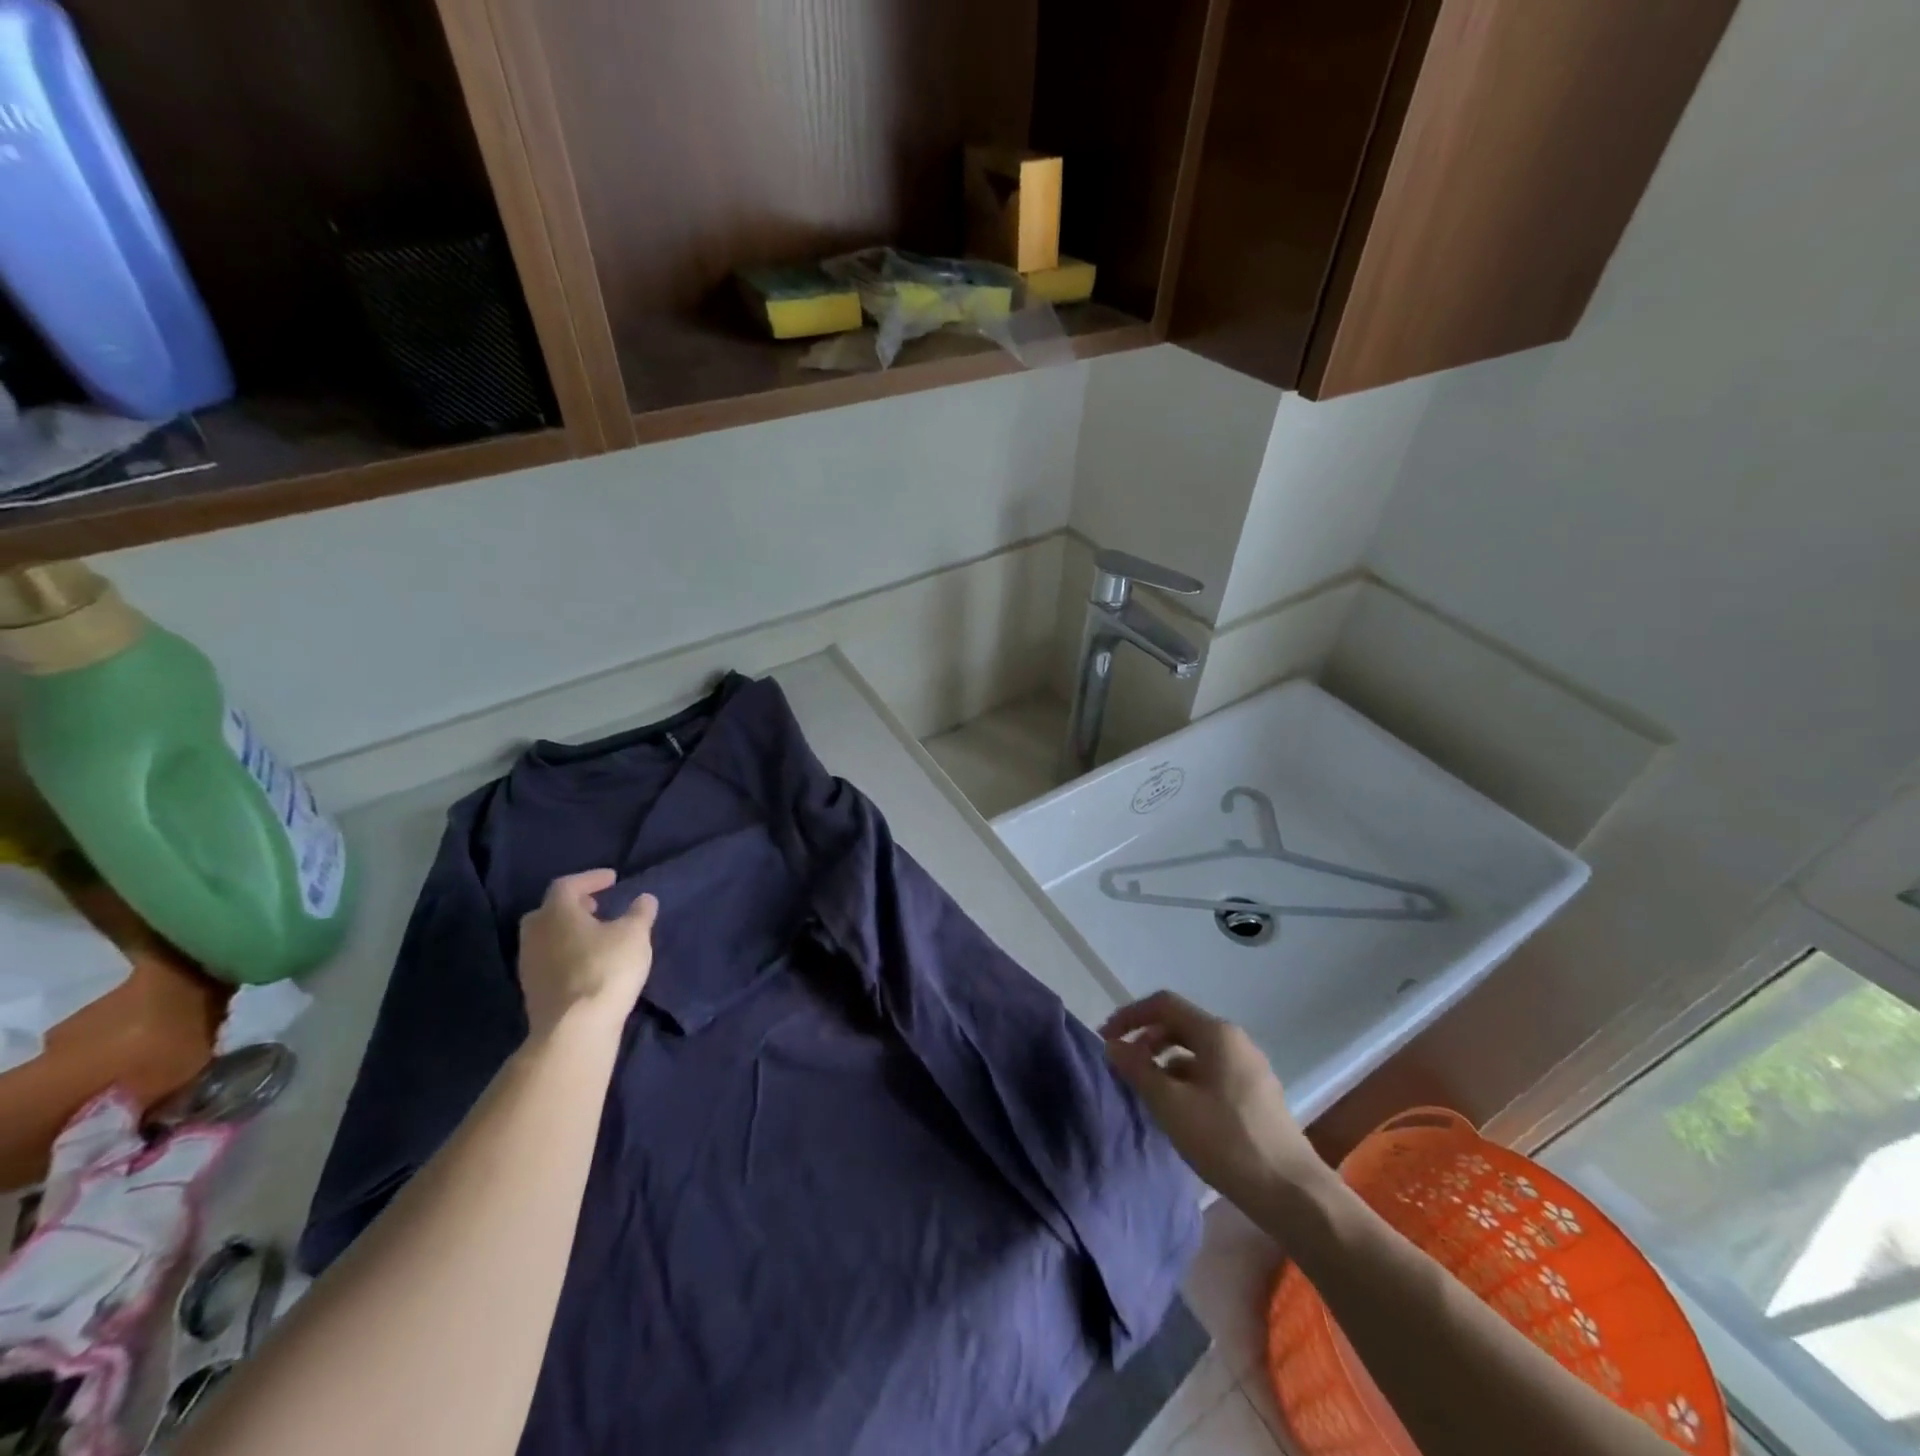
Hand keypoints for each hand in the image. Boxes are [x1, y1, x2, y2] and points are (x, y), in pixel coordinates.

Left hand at [517, 870, 657, 1039]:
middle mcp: (535, 934)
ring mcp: (529, 964)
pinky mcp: (532, 991)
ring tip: (596, 936)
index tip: (612, 879)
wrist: (574, 1029)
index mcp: (556, 913)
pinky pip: (549, 960)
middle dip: (573, 906)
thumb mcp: (635, 935)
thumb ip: (640, 913)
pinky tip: (587, 963)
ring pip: (547, 937)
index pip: (568, 885)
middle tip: (596, 906)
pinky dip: (566, 954)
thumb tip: (644, 899)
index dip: (590, 878)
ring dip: (569, 932)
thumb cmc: (605, 969)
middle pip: (549, 911)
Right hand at [1103, 991, 1324, 1208]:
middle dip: (1146, 1038)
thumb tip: (1114, 1045)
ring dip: (1165, 1060)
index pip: (1164, 1004)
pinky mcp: (1256, 1094)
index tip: (1105, 1038)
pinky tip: (1177, 1108)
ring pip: (1196, 1050)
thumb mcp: (1171, 1105)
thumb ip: (1138, 1069)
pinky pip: (1211, 1071)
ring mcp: (1249, 1067)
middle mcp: (1235, 1041)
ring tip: (1146, 1088)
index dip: (1130, 1016)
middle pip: (1180, 1024)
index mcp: (1216, 1033)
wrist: (1292, 1193)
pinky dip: (1186, 1078)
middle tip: (1122, 1063)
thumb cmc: (1226, 1141)